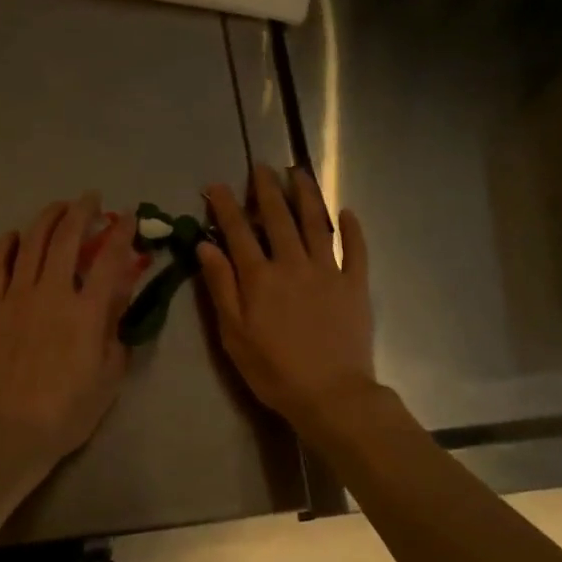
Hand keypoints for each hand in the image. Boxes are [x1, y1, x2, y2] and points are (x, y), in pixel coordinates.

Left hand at [0, 193, 144, 467]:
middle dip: (82, 211)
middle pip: (67, 238)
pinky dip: (5, 244)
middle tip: (92, 199)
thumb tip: (118, 295)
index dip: (122, 232)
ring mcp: (17, 296)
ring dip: (48, 218)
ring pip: (31, 242)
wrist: (12, 429)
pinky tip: (14, 235)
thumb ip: (116, 329)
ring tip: (59, 207)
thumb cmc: (70, 409)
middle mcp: (52, 292)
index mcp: (87, 311)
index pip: (109, 259)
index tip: (129, 216)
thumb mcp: (110, 373)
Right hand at [197, 166, 375, 436]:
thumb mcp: (233, 334)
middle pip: (278, 218)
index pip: (238, 232)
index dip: (226, 206)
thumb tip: (206, 246)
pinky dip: (352, 229)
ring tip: (299, 173)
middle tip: (261, 167)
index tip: (217, 185)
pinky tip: (347, 212)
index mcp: (260, 277)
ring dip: (307, 195)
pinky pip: (355, 249)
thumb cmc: (273, 370)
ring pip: (317, 223)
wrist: (330, 394)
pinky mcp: (355, 285)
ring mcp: (328, 271)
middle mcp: (293, 264)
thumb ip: (221, 287)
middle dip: (267, 190)